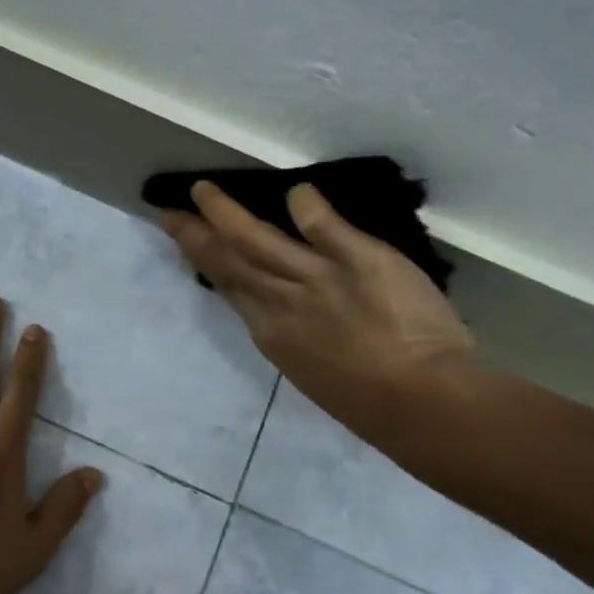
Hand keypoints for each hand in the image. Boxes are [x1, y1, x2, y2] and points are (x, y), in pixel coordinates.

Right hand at [160, 181, 477, 429]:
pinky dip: (306, 206)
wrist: (421, 403)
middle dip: (196, 233)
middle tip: (171, 210)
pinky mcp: (358, 259)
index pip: (229, 287)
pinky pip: (324, 226)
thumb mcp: (311, 370)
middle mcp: (281, 302)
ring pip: (258, 240)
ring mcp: (316, 277)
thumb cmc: (369, 402)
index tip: (187, 240)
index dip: (203, 261)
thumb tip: (281, 306)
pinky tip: (295, 191)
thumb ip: (293, 332)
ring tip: (204, 190)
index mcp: (271, 334)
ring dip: (227, 213)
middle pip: (229, 261)